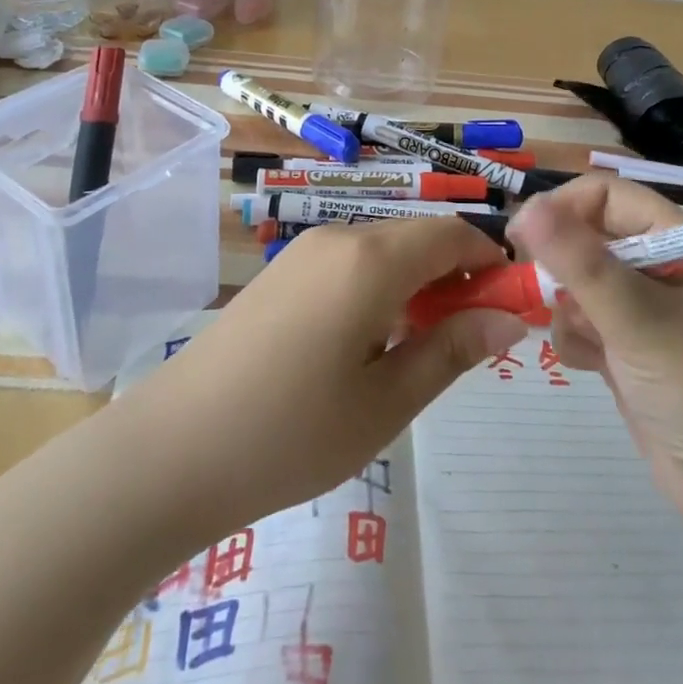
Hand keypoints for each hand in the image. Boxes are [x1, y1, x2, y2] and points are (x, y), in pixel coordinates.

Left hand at [114, 218, 525, 538]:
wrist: (172, 449)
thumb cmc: (292, 432)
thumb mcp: (387, 401)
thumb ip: (453, 349)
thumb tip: (510, 318)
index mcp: (372, 259)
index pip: (452, 234)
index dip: (490, 260)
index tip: (510, 304)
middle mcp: (340, 237)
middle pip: (418, 237)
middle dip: (456, 274)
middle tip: (471, 337)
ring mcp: (305, 251)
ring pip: (385, 249)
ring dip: (418, 282)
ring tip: (423, 346)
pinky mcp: (282, 272)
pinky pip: (351, 262)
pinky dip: (382, 286)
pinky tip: (371, 342)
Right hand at [507, 175, 682, 528]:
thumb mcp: (638, 317)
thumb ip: (579, 261)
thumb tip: (524, 207)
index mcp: (678, 241)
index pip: (607, 196)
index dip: (563, 208)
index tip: (522, 238)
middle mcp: (660, 267)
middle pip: (588, 238)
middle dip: (562, 266)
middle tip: (543, 294)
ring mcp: (645, 311)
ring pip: (578, 283)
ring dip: (568, 309)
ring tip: (589, 343)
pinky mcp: (630, 350)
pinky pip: (583, 323)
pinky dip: (576, 339)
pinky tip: (590, 366)